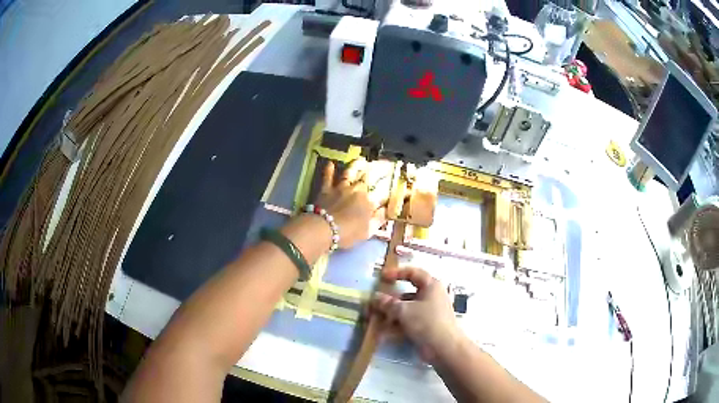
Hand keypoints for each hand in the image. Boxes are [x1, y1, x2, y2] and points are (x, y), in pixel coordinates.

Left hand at [315, 158, 386, 248]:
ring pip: (349, 173)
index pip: (381, 194)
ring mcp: (341, 188)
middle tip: (381, 166)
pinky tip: (330, 163)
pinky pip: (327, 177)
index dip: (387, 189)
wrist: (324, 229)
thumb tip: (385, 211)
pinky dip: (329, 170)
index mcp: (369, 202)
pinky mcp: (326, 189)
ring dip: (355, 165)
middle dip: (376, 172)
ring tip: (360, 160)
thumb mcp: (367, 232)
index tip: (393, 184)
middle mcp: (357, 191)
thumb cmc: (348, 234)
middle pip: (367, 180)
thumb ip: (378, 220)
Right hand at [371, 267, 462, 362]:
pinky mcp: (426, 327)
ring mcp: (429, 313)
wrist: (443, 348)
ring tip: (375, 318)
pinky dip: (397, 325)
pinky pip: (408, 322)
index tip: (381, 277)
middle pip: (407, 294)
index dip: (396, 273)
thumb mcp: (404, 310)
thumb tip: (375, 297)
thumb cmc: (426, 322)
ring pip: (406, 309)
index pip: (413, 273)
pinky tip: (383, 332)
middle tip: (374, 302)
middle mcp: (431, 297)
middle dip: (390, 299)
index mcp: (431, 286)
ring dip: (391, 314)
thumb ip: (388, 303)